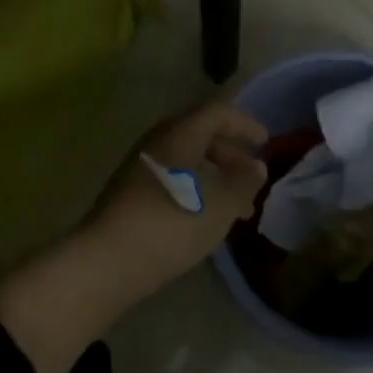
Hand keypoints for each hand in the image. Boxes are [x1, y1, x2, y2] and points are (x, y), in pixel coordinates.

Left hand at [80, 99, 268, 298]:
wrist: (107, 260)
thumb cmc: (172, 222)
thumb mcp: (221, 205)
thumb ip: (244, 183)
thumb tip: (256, 166)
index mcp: (180, 132)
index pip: (217, 112)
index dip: (244, 124)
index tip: (265, 142)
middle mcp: (158, 140)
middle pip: (200, 134)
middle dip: (230, 155)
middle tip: (253, 179)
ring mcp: (141, 166)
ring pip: (186, 160)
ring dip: (215, 177)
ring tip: (238, 210)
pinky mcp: (131, 193)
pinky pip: (173, 178)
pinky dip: (196, 190)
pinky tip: (206, 220)